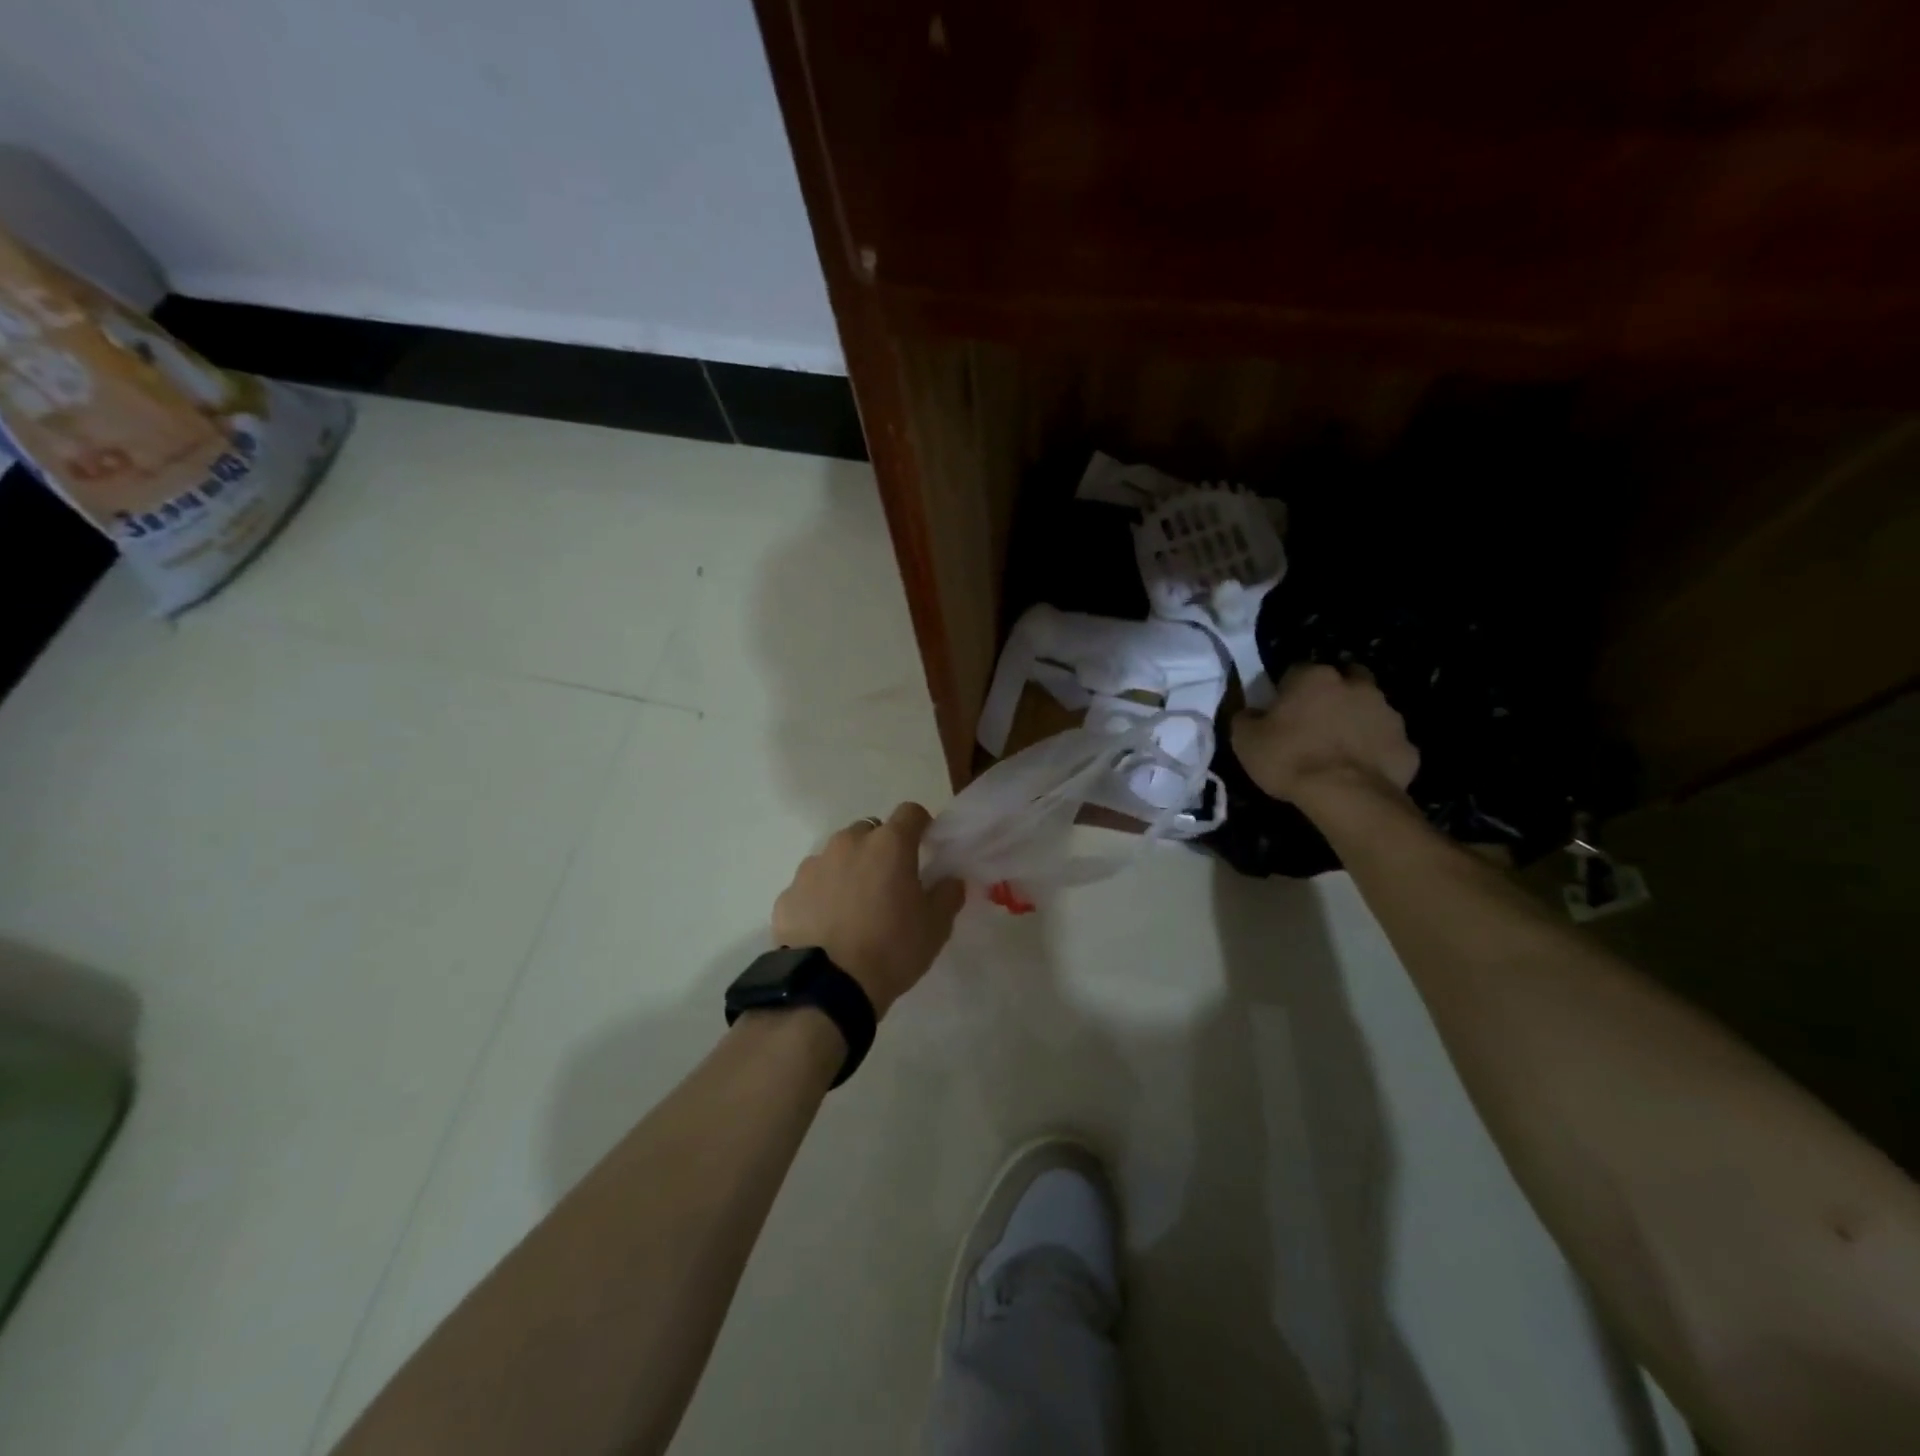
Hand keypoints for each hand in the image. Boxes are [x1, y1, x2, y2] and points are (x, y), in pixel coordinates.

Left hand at [772, 802, 964, 1017]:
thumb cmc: (891, 949)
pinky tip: (828, 926)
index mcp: (889, 844)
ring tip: (854, 908)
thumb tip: (950, 879)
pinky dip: (822, 895)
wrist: (827, 986)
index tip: (925, 847)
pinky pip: (812, 884)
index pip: (910, 812)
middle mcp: (848, 843)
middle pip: (870, 831)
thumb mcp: (936, 927)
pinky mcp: (788, 892)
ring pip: (837, 855)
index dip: (920, 826)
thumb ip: (948, 894)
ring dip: (849, 870)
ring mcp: (813, 865)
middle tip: (889, 884)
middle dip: (881, 849)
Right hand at [1231, 663, 1418, 807]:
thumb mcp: (1245, 740)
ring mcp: (1388, 714)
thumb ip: (1245, 718)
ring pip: (1370, 709)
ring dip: (1357, 721)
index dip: (1287, 691)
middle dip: (1333, 695)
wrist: (1347, 796)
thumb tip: (1250, 712)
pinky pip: (1387, 743)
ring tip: (1340, 750)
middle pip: (1345, 679)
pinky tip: (1360, 772)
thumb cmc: (1290, 759)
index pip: (1296, 672)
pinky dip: (1376, 752)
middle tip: (1316, 723)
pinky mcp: (1407, 745)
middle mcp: (1356, 686)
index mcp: (1314, 678)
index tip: (1280, 713)